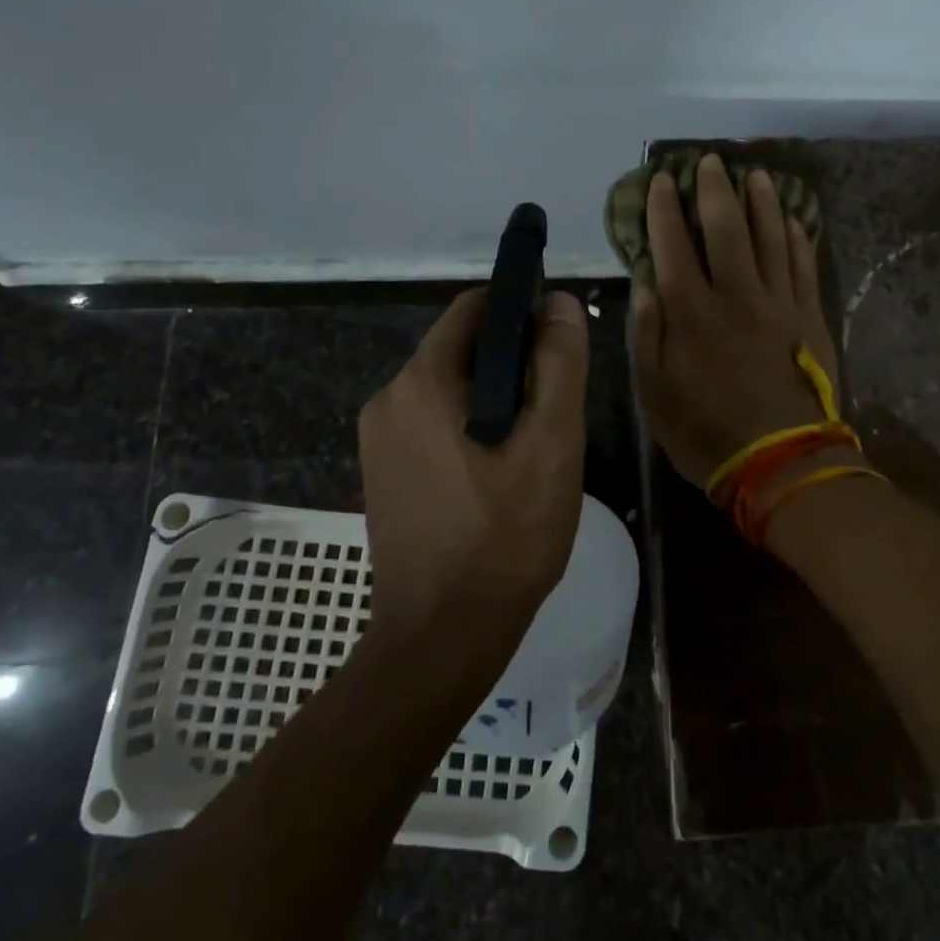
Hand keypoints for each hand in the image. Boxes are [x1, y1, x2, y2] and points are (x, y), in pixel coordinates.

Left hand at [359, 288, 589, 649]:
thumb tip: (557, 301)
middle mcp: (388, 398)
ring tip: (534, 446)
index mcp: (422, 382)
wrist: (441, 639)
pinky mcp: (383, 471)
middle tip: (555, 409)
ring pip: (452, 388)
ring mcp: (379, 438)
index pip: (475, 308)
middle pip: (463, 349)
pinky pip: (434, 422)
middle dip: (514, 363)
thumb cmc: (506, 537)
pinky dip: (471, 426)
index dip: (522, 309)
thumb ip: (558, 364)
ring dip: (496, 398)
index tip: (560, 340)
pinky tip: (500, 472)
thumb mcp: (551, 444)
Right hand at [630, 153, 841, 489]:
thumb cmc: (708, 433)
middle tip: (710, 161)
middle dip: (714, 190)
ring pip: (770, 237)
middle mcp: (735, 296)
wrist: (783, 462)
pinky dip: (797, 237)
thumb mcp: (655, 395)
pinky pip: (803, 266)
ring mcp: (779, 303)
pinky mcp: (810, 317)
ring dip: (761, 202)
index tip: (660, 181)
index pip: (672, 246)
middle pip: (725, 229)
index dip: (663, 210)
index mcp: (691, 314)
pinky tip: (793, 219)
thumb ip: (647, 337)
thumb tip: (646, 285)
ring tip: (755, 175)